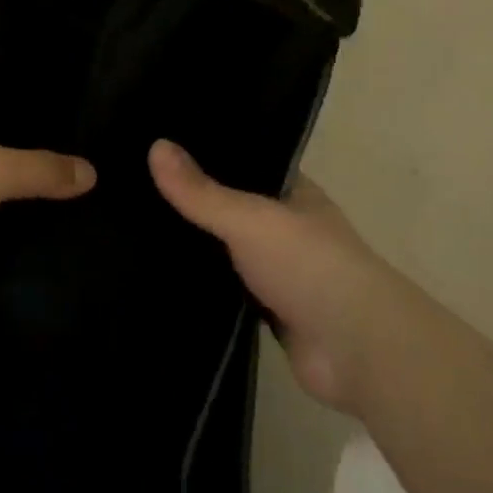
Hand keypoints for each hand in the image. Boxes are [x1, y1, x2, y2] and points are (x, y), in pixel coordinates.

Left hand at [0, 68, 94, 305]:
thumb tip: (90, 173)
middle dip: (39, 124)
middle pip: (0, 119)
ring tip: (86, 164)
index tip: (73, 68)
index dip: (28, 65)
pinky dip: (16, 208)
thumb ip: (40, 169)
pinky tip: (55, 210)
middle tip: (93, 122)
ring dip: (29, 171)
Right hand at [150, 141, 389, 412]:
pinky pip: (227, 289)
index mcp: (293, 192)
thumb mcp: (249, 218)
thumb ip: (201, 191)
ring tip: (137, 225)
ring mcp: (280, 270)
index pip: (246, 161)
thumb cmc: (308, 265)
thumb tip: (154, 146)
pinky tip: (162, 274)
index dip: (208, 152)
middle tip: (136, 185)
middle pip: (232, 206)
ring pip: (228, 250)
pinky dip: (204, 285)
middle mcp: (287, 226)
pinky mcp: (269, 311)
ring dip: (198, 245)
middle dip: (195, 200)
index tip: (160, 143)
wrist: (356, 350)